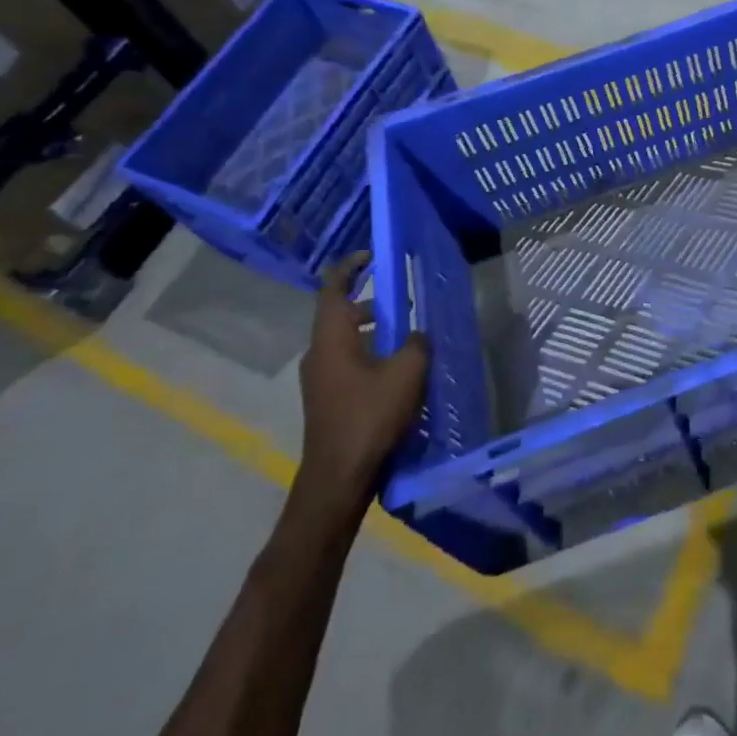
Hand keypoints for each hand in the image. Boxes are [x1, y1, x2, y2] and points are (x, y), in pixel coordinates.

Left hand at [293, 253, 429, 520]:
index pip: (332, 288)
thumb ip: (416, 343)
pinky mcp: (327, 400)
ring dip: (372, 331)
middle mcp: (319, 353)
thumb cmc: (369, 417)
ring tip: (406, 334)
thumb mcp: (406, 373)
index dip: (349, 267)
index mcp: (331, 338)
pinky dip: (369, 354)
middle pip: (340, 313)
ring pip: (345, 340)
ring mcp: (320, 379)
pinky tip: (397, 370)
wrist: (337, 480)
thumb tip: (417, 335)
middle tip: (402, 297)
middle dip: (370, 302)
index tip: (370, 255)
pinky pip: (348, 362)